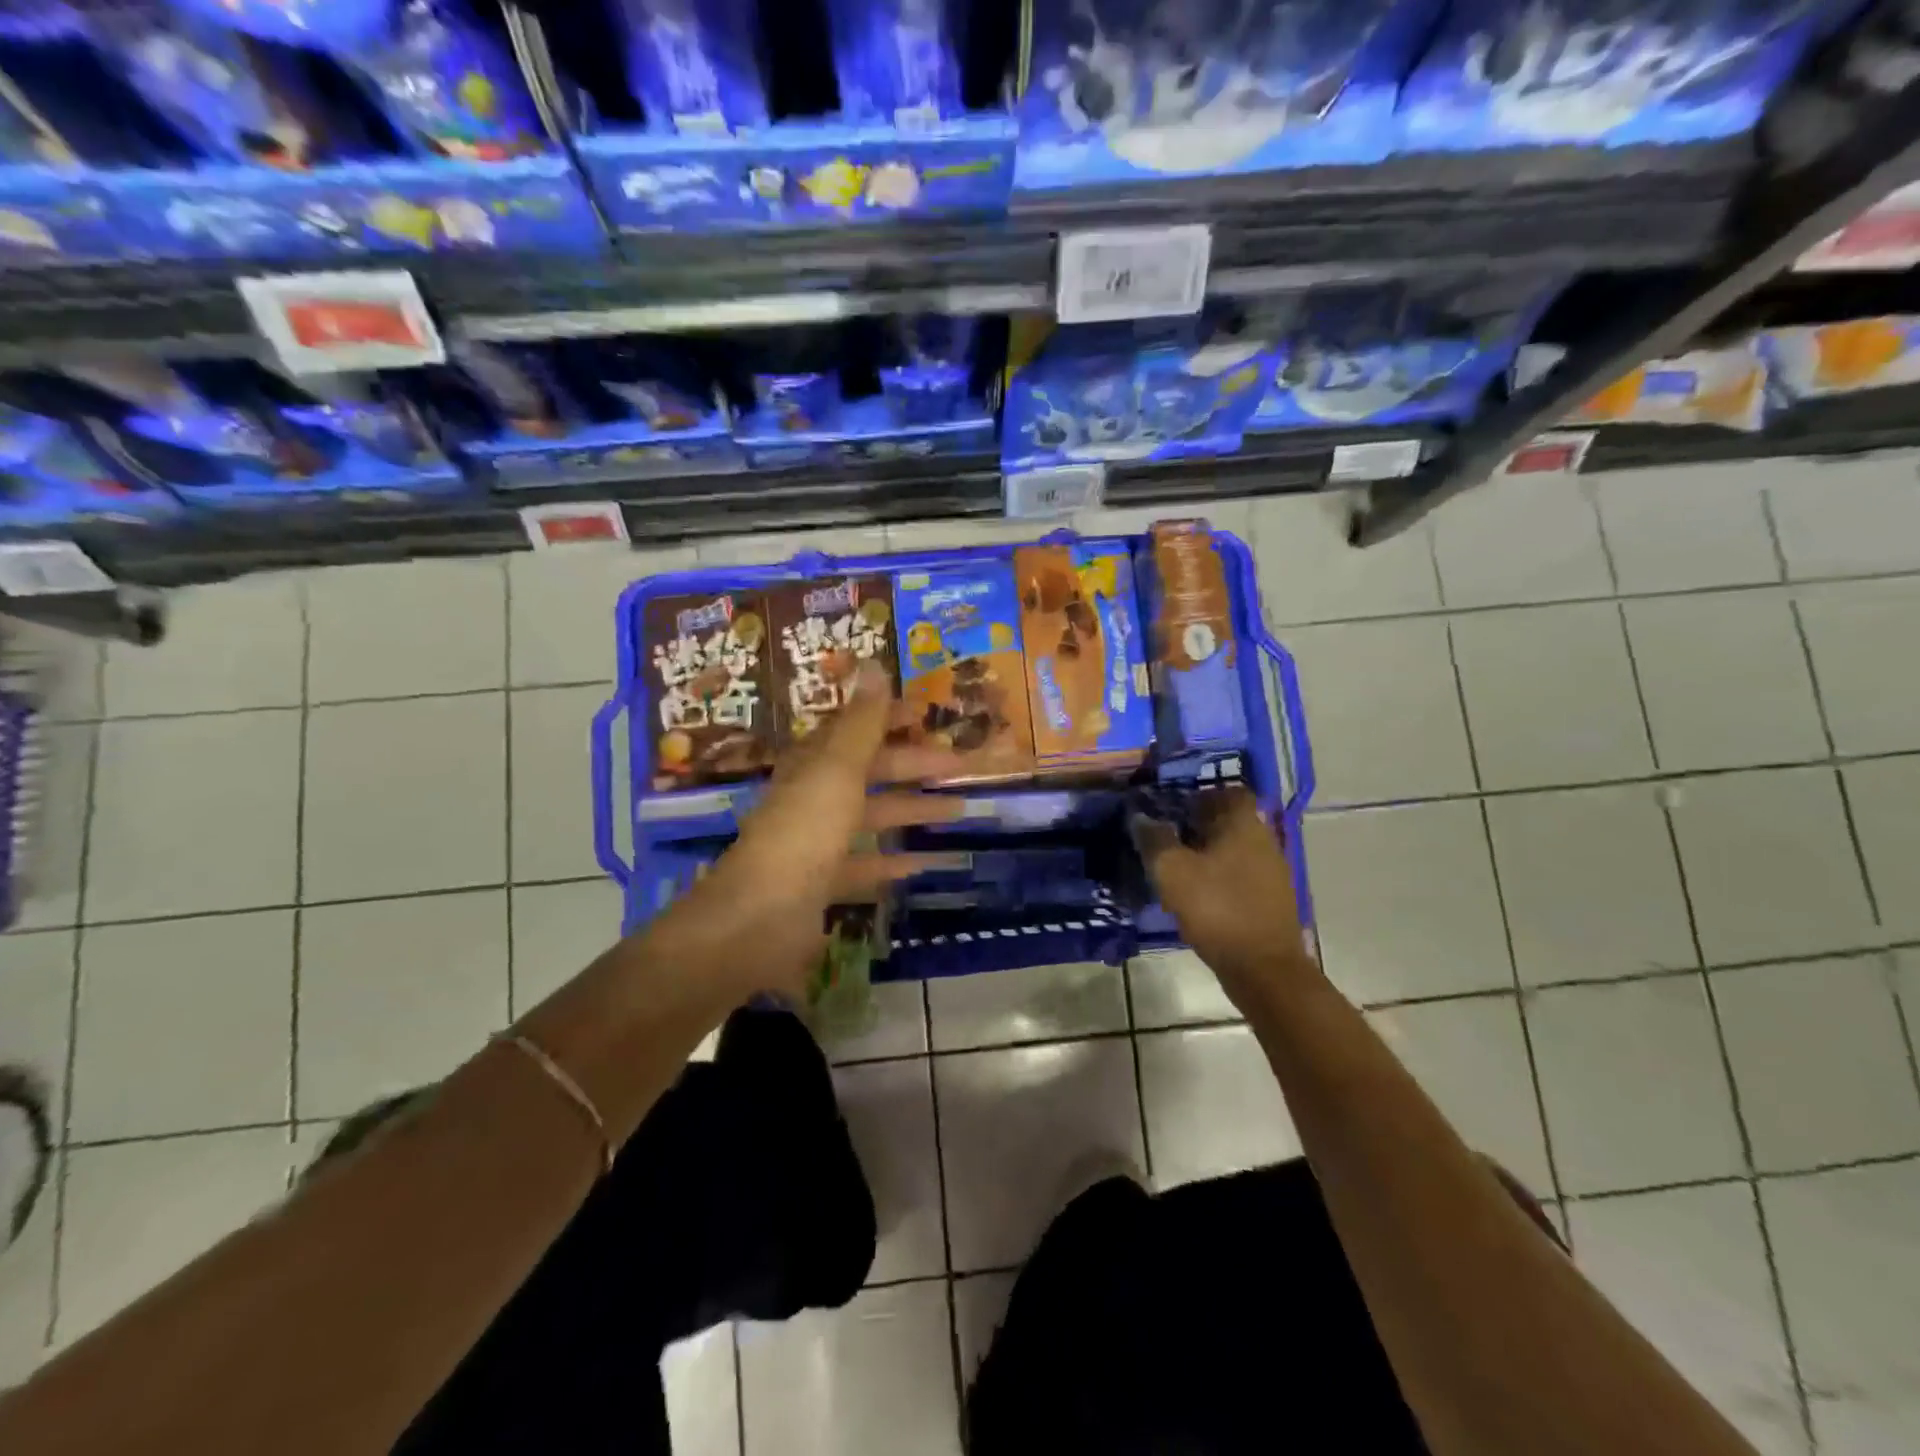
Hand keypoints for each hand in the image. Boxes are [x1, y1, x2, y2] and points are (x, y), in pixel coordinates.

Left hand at [637, 662, 964, 1003]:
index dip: (890, 719)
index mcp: (814, 766)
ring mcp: (816, 843)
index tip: (929, 715)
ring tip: (958, 809)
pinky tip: (924, 862)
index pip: (856, 731)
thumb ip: (862, 723)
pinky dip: (892, 861)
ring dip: (912, 810)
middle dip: (915, 766)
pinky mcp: (821, 884)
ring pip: (871, 817)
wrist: (759, 918)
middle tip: (961, 766)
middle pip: (870, 773)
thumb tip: (874, 665)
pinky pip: (864, 865)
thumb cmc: (804, 833)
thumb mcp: (838, 770)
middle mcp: (813, 798)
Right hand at [1131, 788, 1314, 1011]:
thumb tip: (1140, 817)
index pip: (1229, 791)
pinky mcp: (1270, 900)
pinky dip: (1218, 876)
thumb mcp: (1172, 871)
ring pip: (1235, 848)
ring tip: (1175, 864)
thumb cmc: (1217, 908)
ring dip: (1207, 852)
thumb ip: (1154, 839)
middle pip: (1231, 820)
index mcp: (1245, 825)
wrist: (1263, 968)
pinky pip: (1240, 874)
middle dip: (1199, 823)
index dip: (1201, 794)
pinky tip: (1195, 892)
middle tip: (1166, 833)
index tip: (1173, 805)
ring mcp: (1271, 872)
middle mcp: (1264, 841)